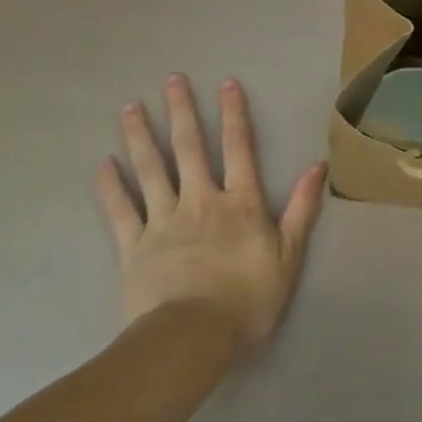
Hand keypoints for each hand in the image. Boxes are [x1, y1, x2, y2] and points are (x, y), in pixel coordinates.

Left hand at [95, 74, 325, 358]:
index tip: (226, 83)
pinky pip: (121, 212)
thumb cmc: (246, 299)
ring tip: (130, 107)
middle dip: (181, 111)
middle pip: (190, 148)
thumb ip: (301, 208)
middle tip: (171, 79)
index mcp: (240, 202)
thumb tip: (318, 165)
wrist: (189, 342)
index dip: (233, 114)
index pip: (238, 147)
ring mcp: (164, 222)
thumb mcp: (288, 255)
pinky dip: (111, 187)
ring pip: (151, 171)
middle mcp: (201, 200)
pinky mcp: (134, 248)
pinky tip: (103, 164)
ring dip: (141, 137)